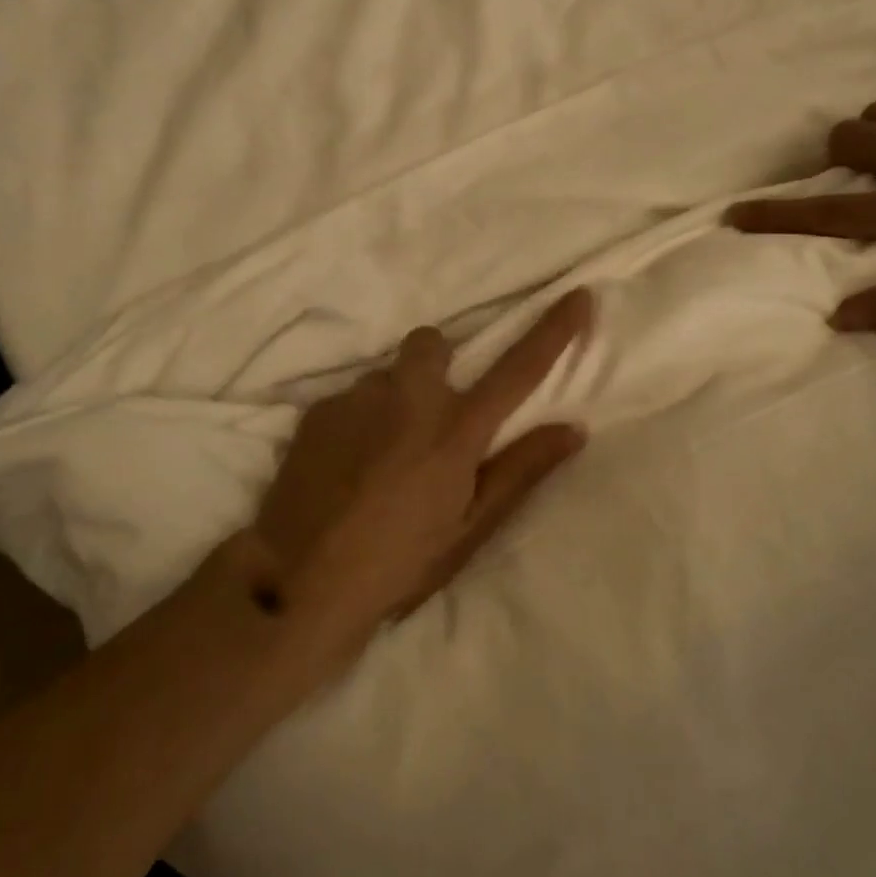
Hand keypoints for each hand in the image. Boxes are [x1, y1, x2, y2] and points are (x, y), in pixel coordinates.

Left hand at [226, 291, 591, 668]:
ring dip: (394, 400)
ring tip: (381, 457)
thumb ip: (522, 471)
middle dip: (440, 364)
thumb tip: (574, 428)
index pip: (519, 369)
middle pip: (433, 343)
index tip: (577, 295)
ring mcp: (357, 398)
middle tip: (433, 418)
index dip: (553, 330)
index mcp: (456, 429)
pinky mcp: (317, 410)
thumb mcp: (470, 528)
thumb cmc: (399, 563)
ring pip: (387, 377)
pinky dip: (358, 421)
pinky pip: (350, 399)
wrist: (298, 582)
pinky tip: (345, 466)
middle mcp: (408, 397)